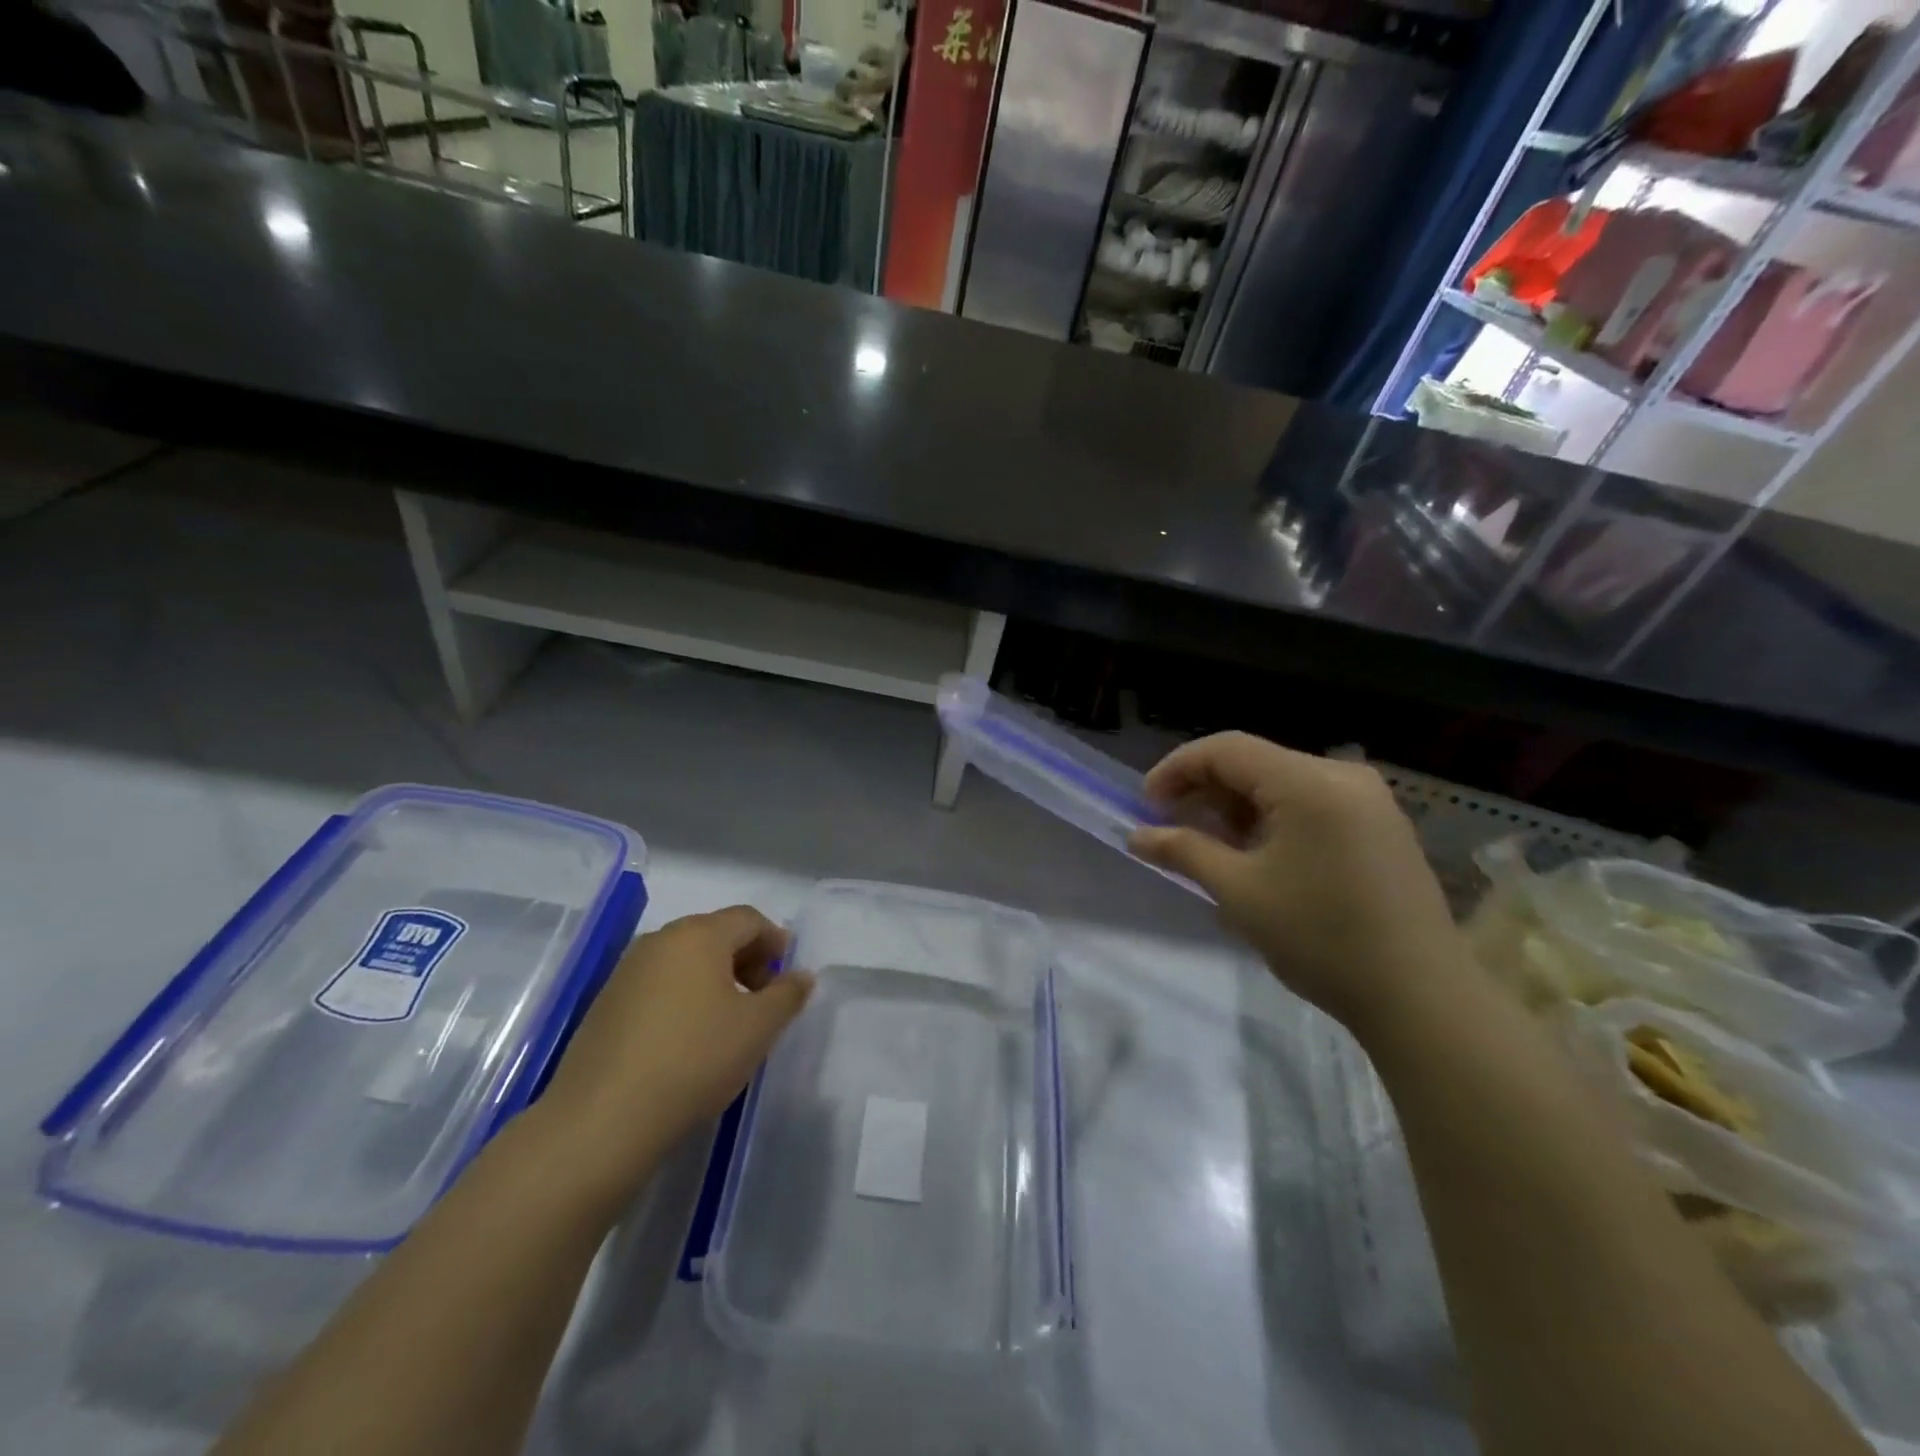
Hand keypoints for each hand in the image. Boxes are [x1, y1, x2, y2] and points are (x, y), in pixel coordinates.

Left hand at [535, 906, 813, 1191]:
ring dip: (714, 979)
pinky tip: (688, 1039)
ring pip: (685, 960)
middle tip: (763, 999)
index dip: (775, 941)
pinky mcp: (605, 1004)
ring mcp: (627, 971)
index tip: (788, 974)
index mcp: (699, 934)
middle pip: (715, 934)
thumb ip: (787, 994)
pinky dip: (683, 997)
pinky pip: (658, 985)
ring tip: (728, 1022)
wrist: (602, 1119)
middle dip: (746, 959)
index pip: (749, 919)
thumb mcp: (758, 1028)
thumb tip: (801, 975)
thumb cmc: (695, 1059)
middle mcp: (661, 940)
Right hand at [1130, 733, 1473, 1030]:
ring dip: (1236, 808)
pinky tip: (1255, 856)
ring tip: (1207, 847)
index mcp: (1309, 781)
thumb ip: (1183, 851)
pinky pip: (1310, 805)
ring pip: (1281, 785)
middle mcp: (1342, 776)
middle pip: (1255, 763)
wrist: (1421, 998)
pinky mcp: (1380, 828)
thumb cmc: (1320, 937)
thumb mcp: (1239, 891)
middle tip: (1170, 828)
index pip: (1226, 749)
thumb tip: (1136, 836)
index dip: (1177, 769)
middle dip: (1205, 791)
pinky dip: (1272, 821)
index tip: (1146, 805)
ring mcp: (1369, 801)